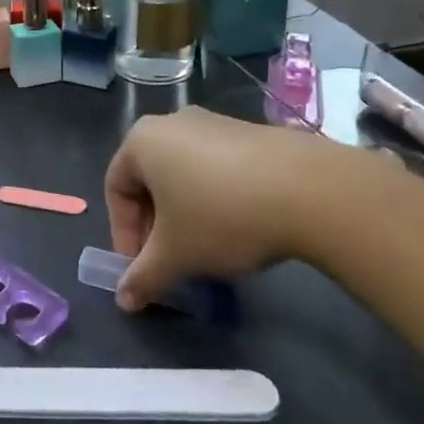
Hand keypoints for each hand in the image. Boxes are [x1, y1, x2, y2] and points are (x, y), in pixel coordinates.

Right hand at [105, 106, 363, 310]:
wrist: (308, 189)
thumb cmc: (221, 216)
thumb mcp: (176, 255)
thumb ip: (144, 277)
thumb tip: (124, 301)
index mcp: (142, 141)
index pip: (115, 188)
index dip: (123, 233)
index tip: (142, 268)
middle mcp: (172, 123)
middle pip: (149, 179)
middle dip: (155, 225)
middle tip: (171, 261)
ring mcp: (213, 123)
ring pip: (184, 174)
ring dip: (185, 213)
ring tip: (208, 249)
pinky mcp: (249, 132)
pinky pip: (216, 167)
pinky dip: (215, 198)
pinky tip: (240, 227)